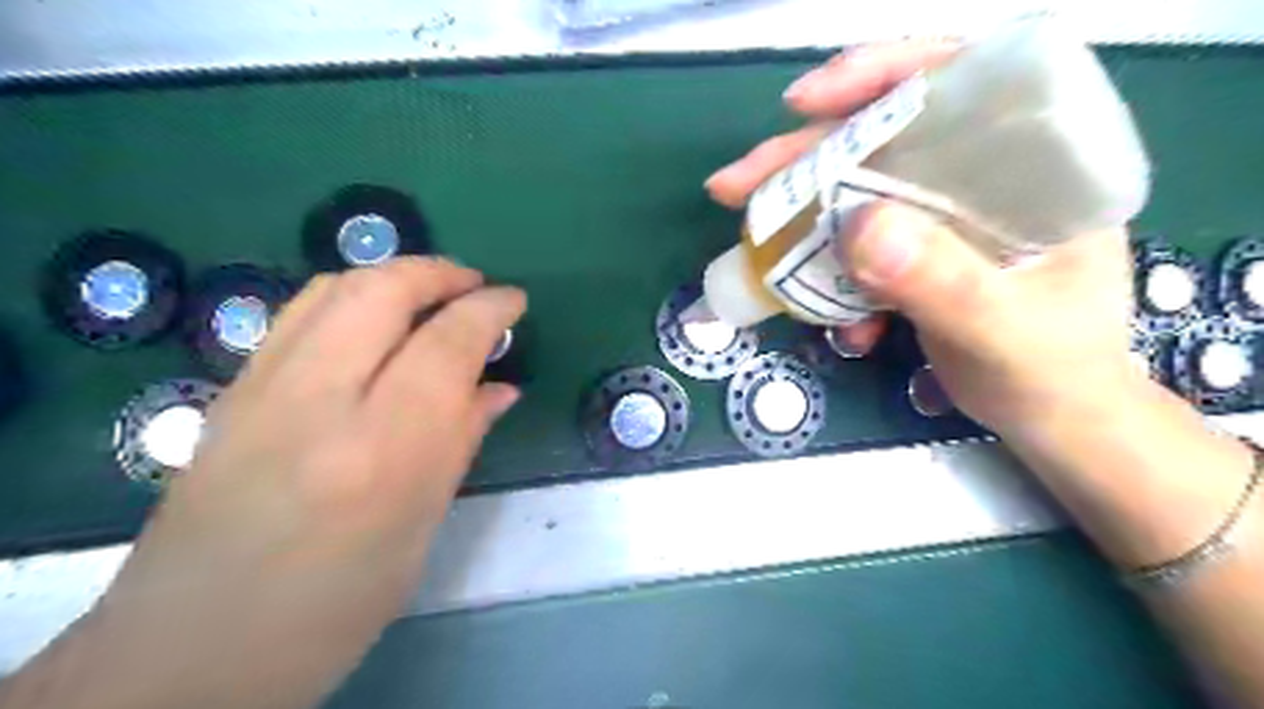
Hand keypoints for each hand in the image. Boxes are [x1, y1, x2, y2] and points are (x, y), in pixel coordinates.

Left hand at [74, 259, 528, 707]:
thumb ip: (461, 442)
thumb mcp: (419, 529)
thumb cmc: (333, 608)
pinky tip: (374, 320)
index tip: (515, 301)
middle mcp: (316, 403)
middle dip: (439, 273)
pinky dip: (350, 295)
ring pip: (333, 288)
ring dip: (394, 275)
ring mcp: (261, 389)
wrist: (189, 651)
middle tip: (475, 285)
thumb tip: (500, 387)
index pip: (446, 345)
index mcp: (380, 451)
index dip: (489, 310)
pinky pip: (300, 313)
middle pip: (381, 291)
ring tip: (431, 293)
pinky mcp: (232, 391)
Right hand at [706, 42, 1141, 440]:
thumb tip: (855, 226)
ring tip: (755, 246)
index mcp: (1034, 163)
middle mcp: (984, 176)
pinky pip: (855, 247)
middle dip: (803, 159)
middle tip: (736, 187)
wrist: (1055, 420)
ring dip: (802, 222)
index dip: (877, 76)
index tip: (804, 105)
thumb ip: (940, 280)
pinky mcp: (917, 253)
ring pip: (857, 192)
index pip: (959, 80)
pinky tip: (837, 324)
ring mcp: (944, 216)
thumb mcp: (1003, 331)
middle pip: (882, 138)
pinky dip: (830, 277)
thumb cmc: (1055, 373)